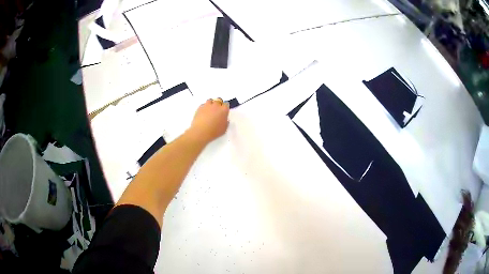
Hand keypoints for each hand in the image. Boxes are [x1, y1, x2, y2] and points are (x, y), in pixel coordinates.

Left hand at [188, 98, 229, 144]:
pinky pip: (203, 105)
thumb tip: (224, 119)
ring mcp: (207, 105)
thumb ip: (225, 122)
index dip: (225, 107)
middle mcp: (216, 105)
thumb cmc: (214, 131)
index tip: (223, 111)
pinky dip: (204, 107)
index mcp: (224, 110)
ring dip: (211, 104)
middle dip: (218, 104)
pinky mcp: (200, 107)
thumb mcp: (224, 129)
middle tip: (217, 111)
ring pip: (210, 100)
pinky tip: (203, 113)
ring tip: (209, 110)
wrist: (201, 132)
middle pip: (218, 100)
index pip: (226, 104)